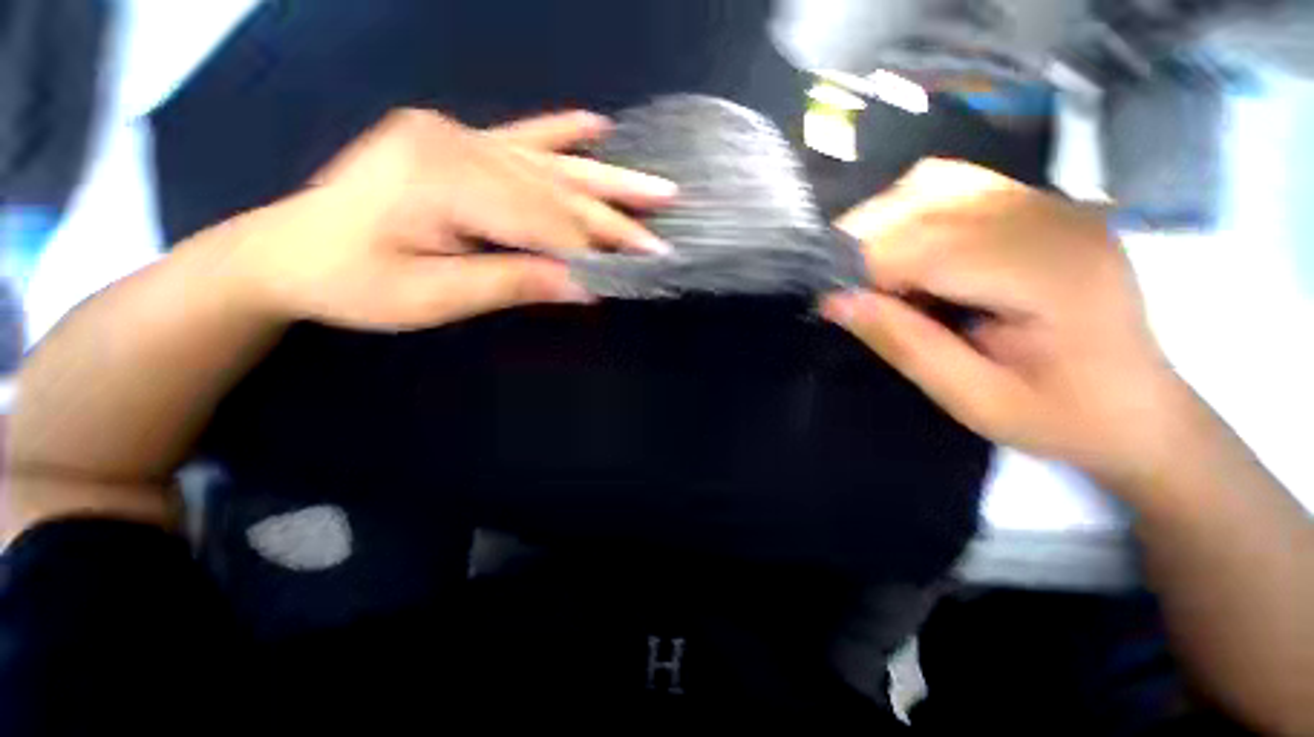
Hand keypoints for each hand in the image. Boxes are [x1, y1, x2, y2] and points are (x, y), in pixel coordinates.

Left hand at [229, 108, 676, 330]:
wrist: (287, 250)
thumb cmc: (350, 282)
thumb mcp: (430, 297)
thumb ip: (510, 284)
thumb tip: (582, 286)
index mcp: (442, 179)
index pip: (543, 223)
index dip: (593, 251)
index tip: (637, 271)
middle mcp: (455, 143)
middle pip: (556, 190)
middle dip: (615, 218)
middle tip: (664, 233)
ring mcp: (455, 135)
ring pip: (549, 164)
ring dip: (608, 179)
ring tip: (658, 187)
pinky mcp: (453, 140)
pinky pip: (519, 135)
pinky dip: (561, 132)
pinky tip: (595, 125)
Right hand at [821, 159, 1179, 492]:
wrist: (1139, 408)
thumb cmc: (1062, 417)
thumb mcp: (975, 400)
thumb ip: (904, 345)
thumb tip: (834, 302)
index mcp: (1052, 274)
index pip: (929, 246)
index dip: (864, 271)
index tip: (831, 302)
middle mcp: (1055, 219)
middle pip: (927, 202)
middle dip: (866, 244)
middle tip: (847, 291)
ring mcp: (1053, 203)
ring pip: (936, 182)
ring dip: (885, 223)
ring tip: (872, 271)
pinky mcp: (1043, 205)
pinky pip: (958, 184)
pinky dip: (913, 211)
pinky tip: (909, 251)